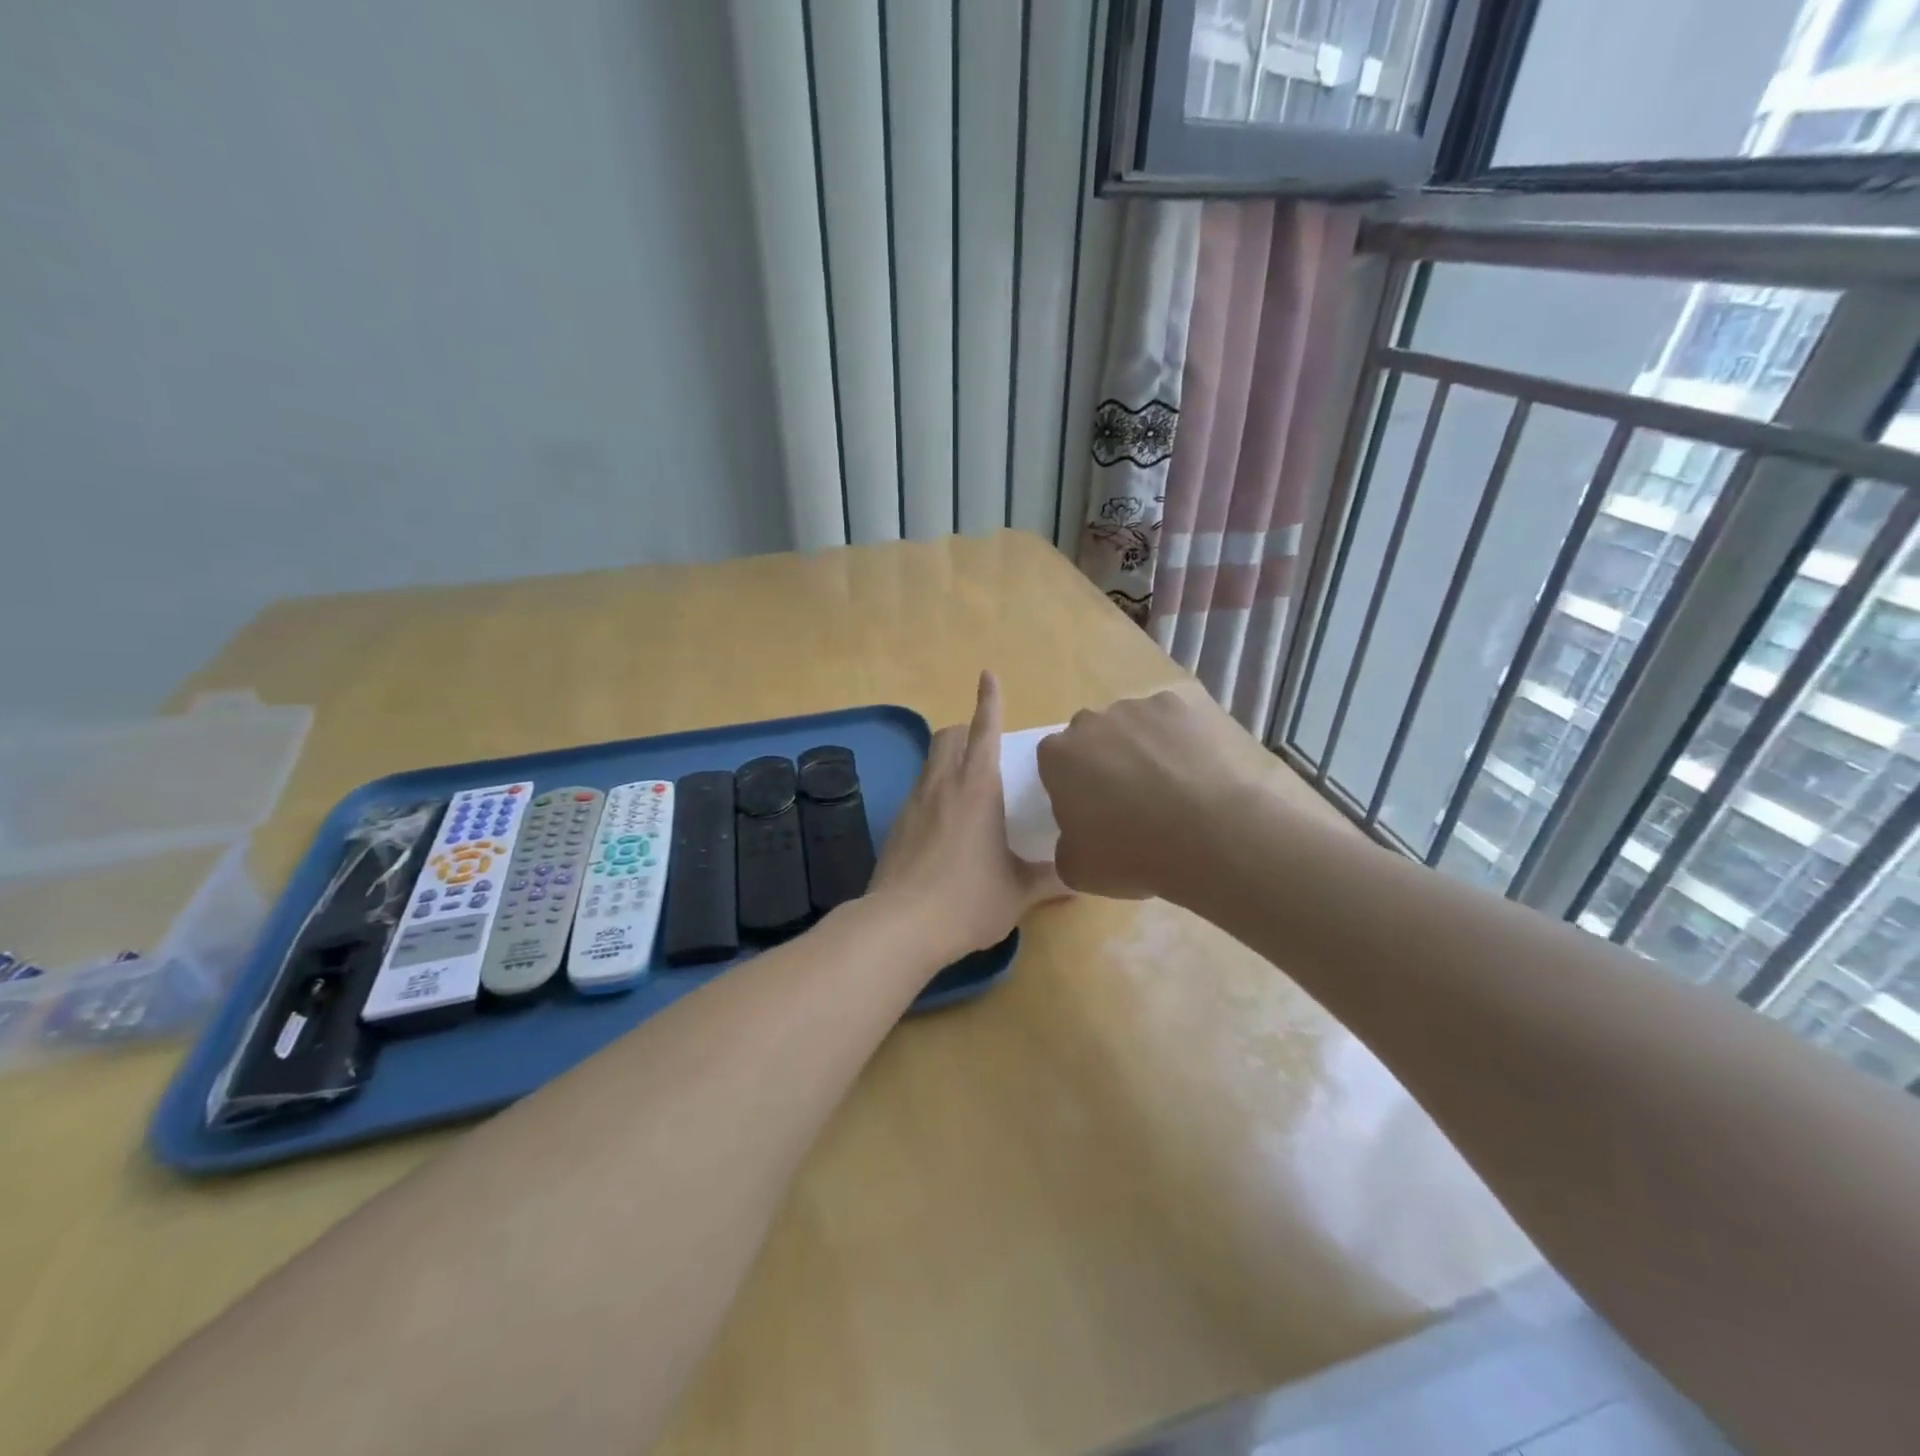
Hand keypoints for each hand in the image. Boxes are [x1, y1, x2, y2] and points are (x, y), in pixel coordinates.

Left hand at [870, 671, 1065, 961]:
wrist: (900, 926)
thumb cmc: (968, 900)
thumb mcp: (1019, 892)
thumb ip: (1051, 878)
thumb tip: (1080, 875)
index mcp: (976, 788)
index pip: (983, 730)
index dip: (989, 701)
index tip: (988, 674)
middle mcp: (941, 785)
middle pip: (947, 736)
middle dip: (965, 730)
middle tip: (985, 748)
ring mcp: (913, 804)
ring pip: (930, 763)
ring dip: (949, 761)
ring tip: (970, 789)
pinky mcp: (897, 827)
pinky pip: (919, 793)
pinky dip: (935, 793)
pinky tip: (947, 826)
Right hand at [1037, 684, 1271, 900]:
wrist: (1217, 836)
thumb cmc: (1136, 855)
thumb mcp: (1078, 871)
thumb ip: (1065, 845)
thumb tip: (1076, 837)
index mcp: (1059, 755)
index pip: (1054, 762)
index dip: (1072, 786)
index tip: (1091, 811)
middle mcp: (1095, 720)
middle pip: (1094, 737)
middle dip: (1106, 760)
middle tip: (1131, 800)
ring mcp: (1144, 707)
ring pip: (1137, 726)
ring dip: (1146, 748)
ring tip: (1175, 788)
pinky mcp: (1191, 704)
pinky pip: (1180, 722)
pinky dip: (1186, 741)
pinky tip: (1204, 772)